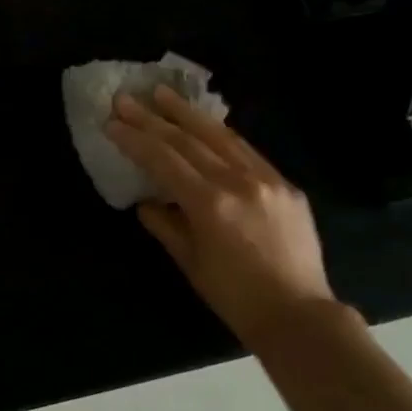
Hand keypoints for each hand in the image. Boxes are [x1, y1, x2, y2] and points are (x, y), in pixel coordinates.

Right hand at [107, 87, 333, 347]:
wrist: (299, 316)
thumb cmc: (234, 297)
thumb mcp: (189, 261)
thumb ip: (164, 224)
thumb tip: (147, 201)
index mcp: (210, 203)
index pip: (163, 159)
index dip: (135, 139)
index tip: (112, 122)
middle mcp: (238, 182)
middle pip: (188, 140)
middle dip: (152, 118)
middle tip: (126, 99)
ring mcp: (266, 180)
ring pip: (220, 136)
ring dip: (187, 113)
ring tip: (163, 94)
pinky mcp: (286, 185)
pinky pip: (247, 150)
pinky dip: (220, 134)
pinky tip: (205, 123)